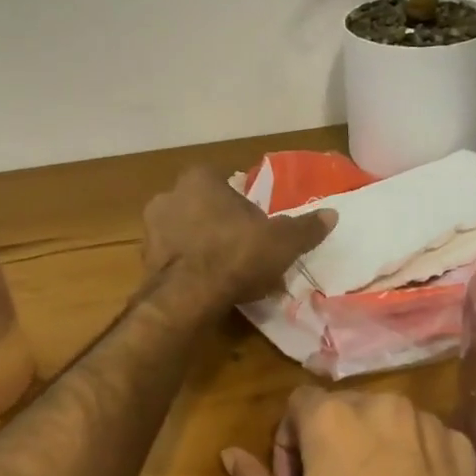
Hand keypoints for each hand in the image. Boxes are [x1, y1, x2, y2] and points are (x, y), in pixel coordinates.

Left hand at [142, 167, 334, 307]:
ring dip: (203, 246)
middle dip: (221, 224)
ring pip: (186, 232)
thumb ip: (305, 227)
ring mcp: (152, 228)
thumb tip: (332, 215)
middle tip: (245, 248)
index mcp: (200, 179)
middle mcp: (169, 195)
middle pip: (204, 206)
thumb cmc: (237, 254)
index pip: (227, 183)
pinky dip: (189, 267)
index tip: (258, 225)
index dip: (244, 204)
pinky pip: (174, 258)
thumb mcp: (282, 241)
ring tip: (227, 271)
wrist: (188, 296)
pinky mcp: (144, 260)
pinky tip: (208, 285)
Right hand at [221, 387, 475, 475]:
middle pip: (342, 409)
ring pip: (384, 420)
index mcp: (333, 417)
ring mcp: (427, 423)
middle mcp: (382, 404)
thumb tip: (230, 454)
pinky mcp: (460, 446)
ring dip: (370, 447)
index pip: (297, 404)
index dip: (289, 444)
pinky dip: (411, 457)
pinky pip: (422, 438)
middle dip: (328, 443)